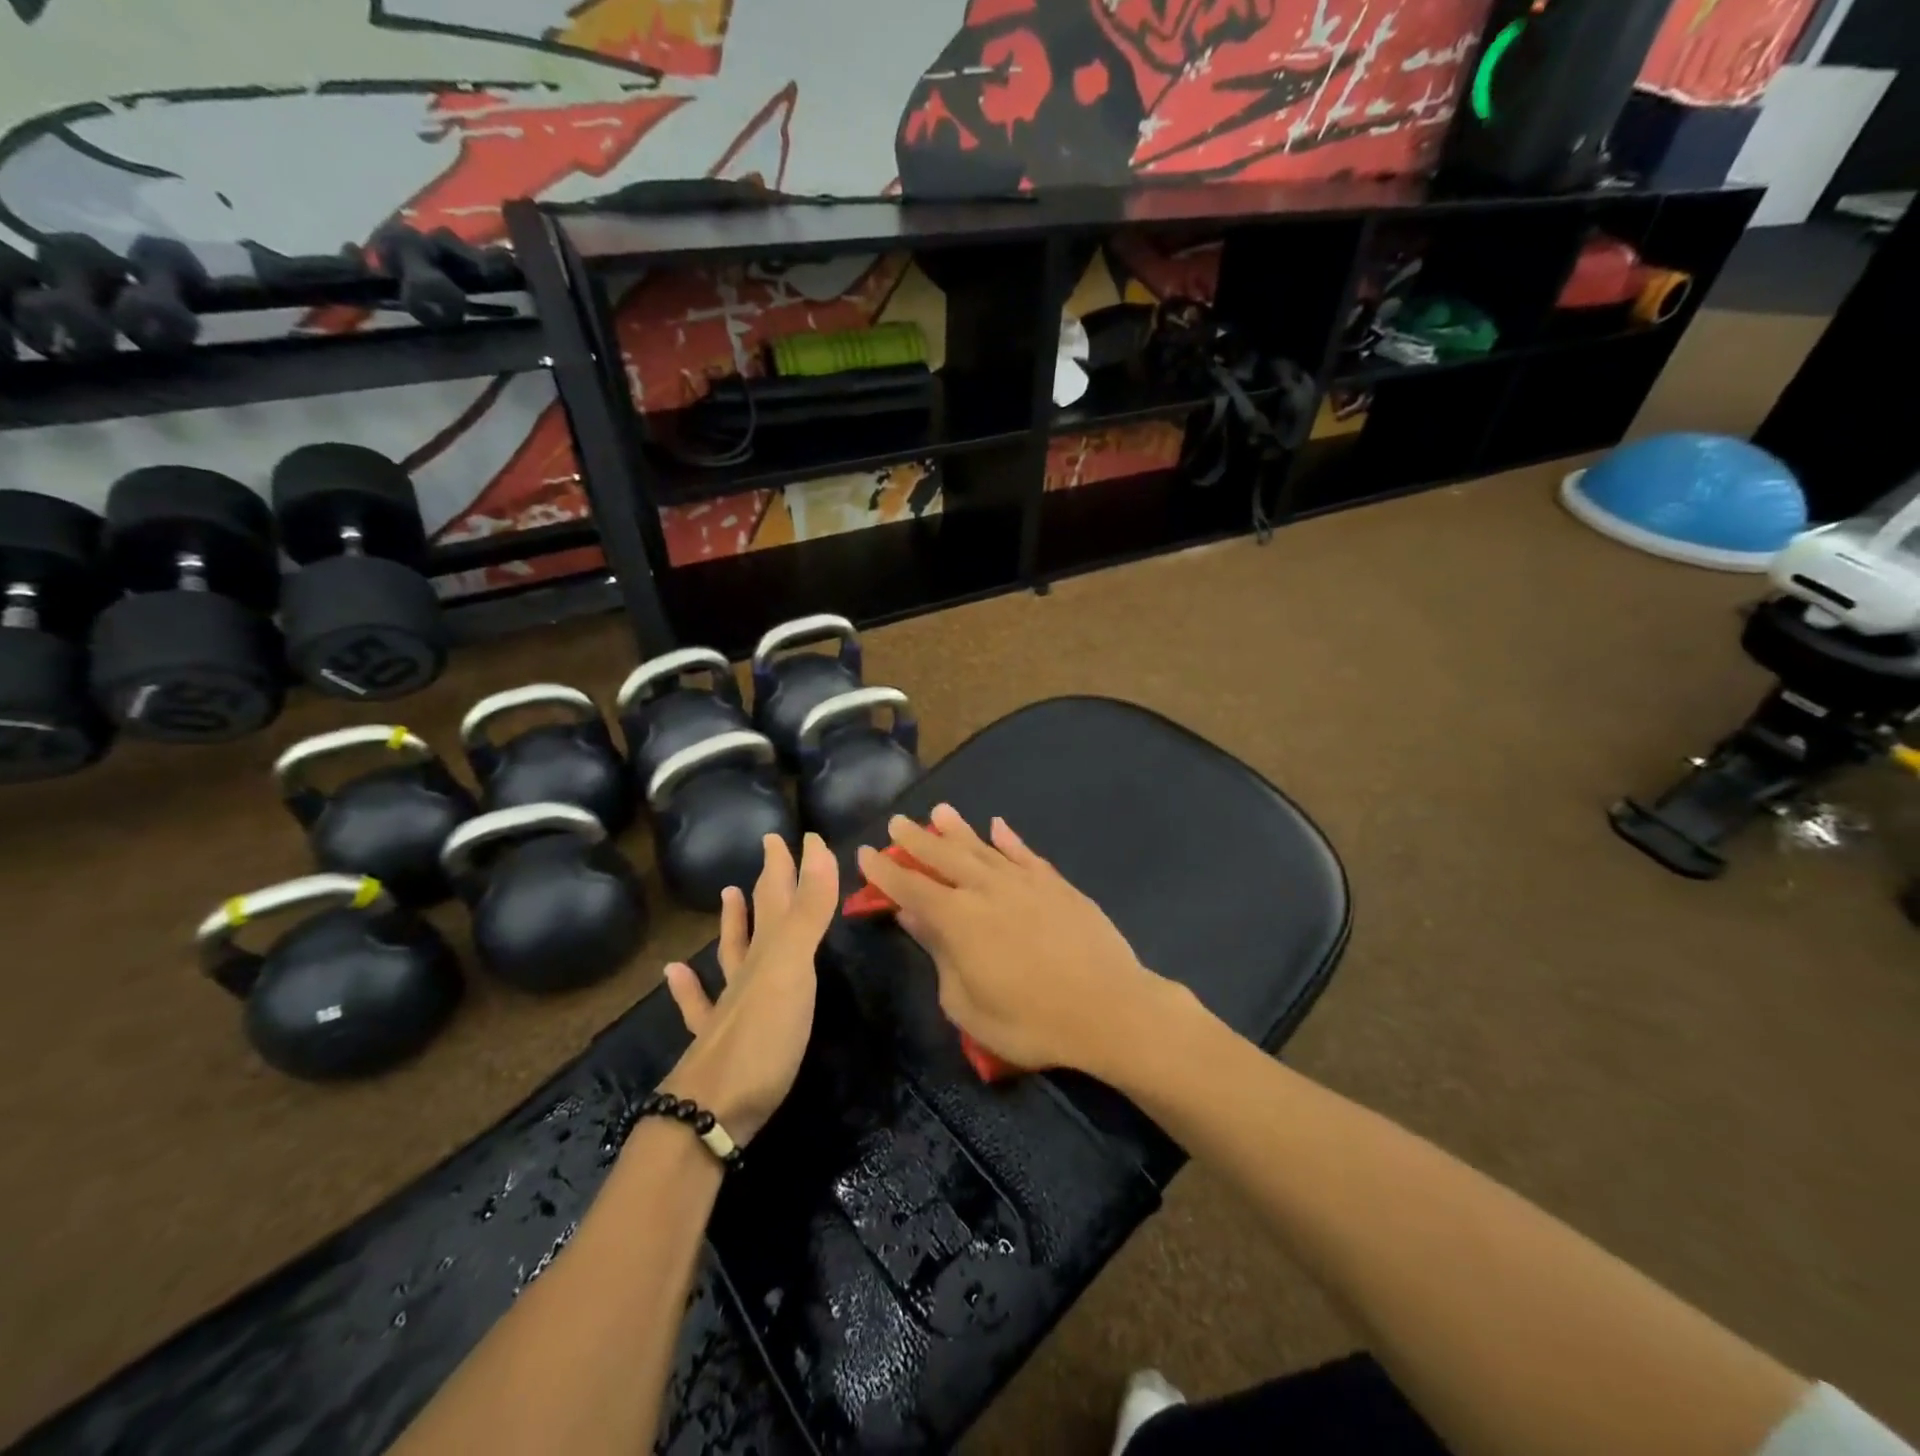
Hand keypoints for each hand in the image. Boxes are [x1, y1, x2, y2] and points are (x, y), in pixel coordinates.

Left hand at [658, 833, 837, 1143]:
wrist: (710, 1112)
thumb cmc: (763, 1036)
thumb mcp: (793, 967)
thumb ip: (808, 912)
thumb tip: (816, 847)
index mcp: (768, 952)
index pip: (781, 895)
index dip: (791, 863)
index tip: (801, 835)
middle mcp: (747, 971)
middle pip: (760, 917)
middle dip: (770, 881)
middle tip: (770, 849)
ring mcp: (727, 1007)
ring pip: (730, 953)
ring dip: (733, 922)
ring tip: (728, 892)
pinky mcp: (716, 1042)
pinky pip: (699, 1004)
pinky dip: (688, 985)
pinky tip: (674, 972)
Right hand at [856, 804, 1164, 1076]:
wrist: (1108, 1008)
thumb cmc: (1030, 1021)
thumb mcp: (967, 1005)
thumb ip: (939, 955)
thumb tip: (914, 917)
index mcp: (958, 919)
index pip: (911, 887)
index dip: (886, 871)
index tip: (866, 853)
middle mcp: (987, 889)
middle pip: (943, 856)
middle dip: (916, 840)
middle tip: (897, 822)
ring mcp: (1024, 882)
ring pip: (982, 847)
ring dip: (957, 829)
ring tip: (939, 811)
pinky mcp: (1056, 884)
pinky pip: (1025, 854)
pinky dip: (1009, 838)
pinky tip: (997, 826)